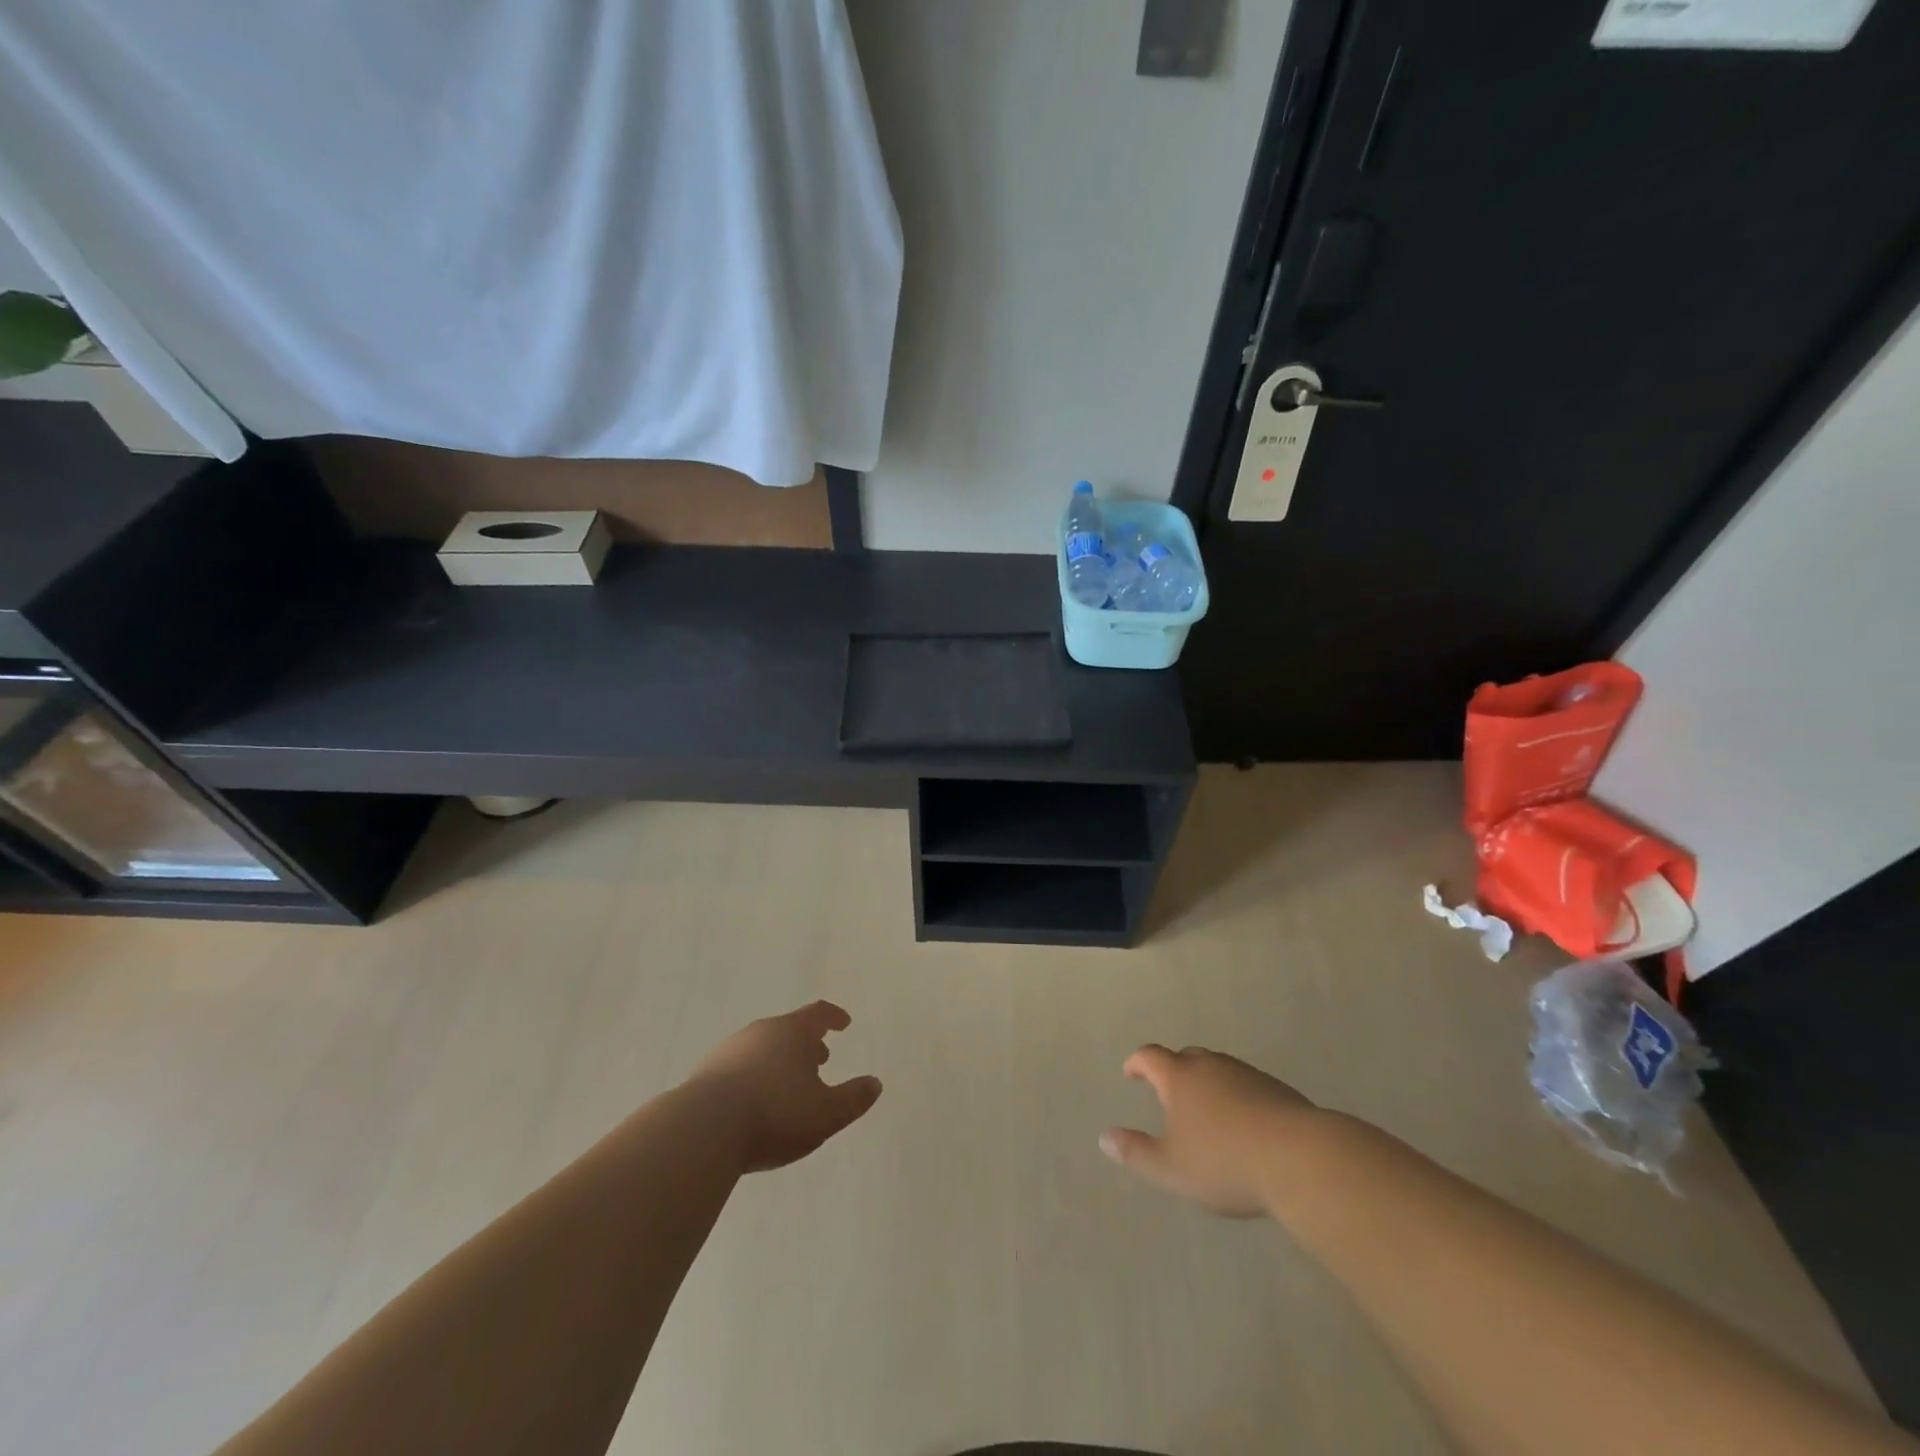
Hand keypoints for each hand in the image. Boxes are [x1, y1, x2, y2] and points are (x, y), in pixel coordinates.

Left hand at [686, 1001, 882, 1173]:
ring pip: (761, 1048)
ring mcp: (729, 1051)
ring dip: (778, 1061)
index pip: (818, 1013)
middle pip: (788, 1030)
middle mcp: (760, 1032)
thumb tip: (874, 1083)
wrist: (702, 1130)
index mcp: (792, 1032)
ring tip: (787, 1085)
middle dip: (806, 1044)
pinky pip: (738, 1069)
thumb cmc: (775, 1113)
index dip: (833, 1017)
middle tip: (819, 1059)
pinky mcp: (704, 1075)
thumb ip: (853, 1098)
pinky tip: (753, 1103)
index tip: (843, 1023)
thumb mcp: (826, 1113)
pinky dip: (753, 1078)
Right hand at [1100, 1044, 1318, 1216]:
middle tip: (1169, 1093)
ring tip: (1207, 1111)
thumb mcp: (1171, 1168)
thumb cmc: (1225, 1163)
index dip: (1137, 1063)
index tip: (1130, 1073)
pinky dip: (1236, 1097)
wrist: (1300, 1159)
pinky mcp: (1277, 1090)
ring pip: (1219, 1069)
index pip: (1151, 1057)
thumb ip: (1136, 1152)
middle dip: (1174, 1070)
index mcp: (1180, 1078)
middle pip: (1186, 1056)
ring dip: (1208, 1083)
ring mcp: (1247, 1075)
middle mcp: (1211, 1066)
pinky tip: (1244, 1124)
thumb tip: (1104, 1137)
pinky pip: (1246, 1085)